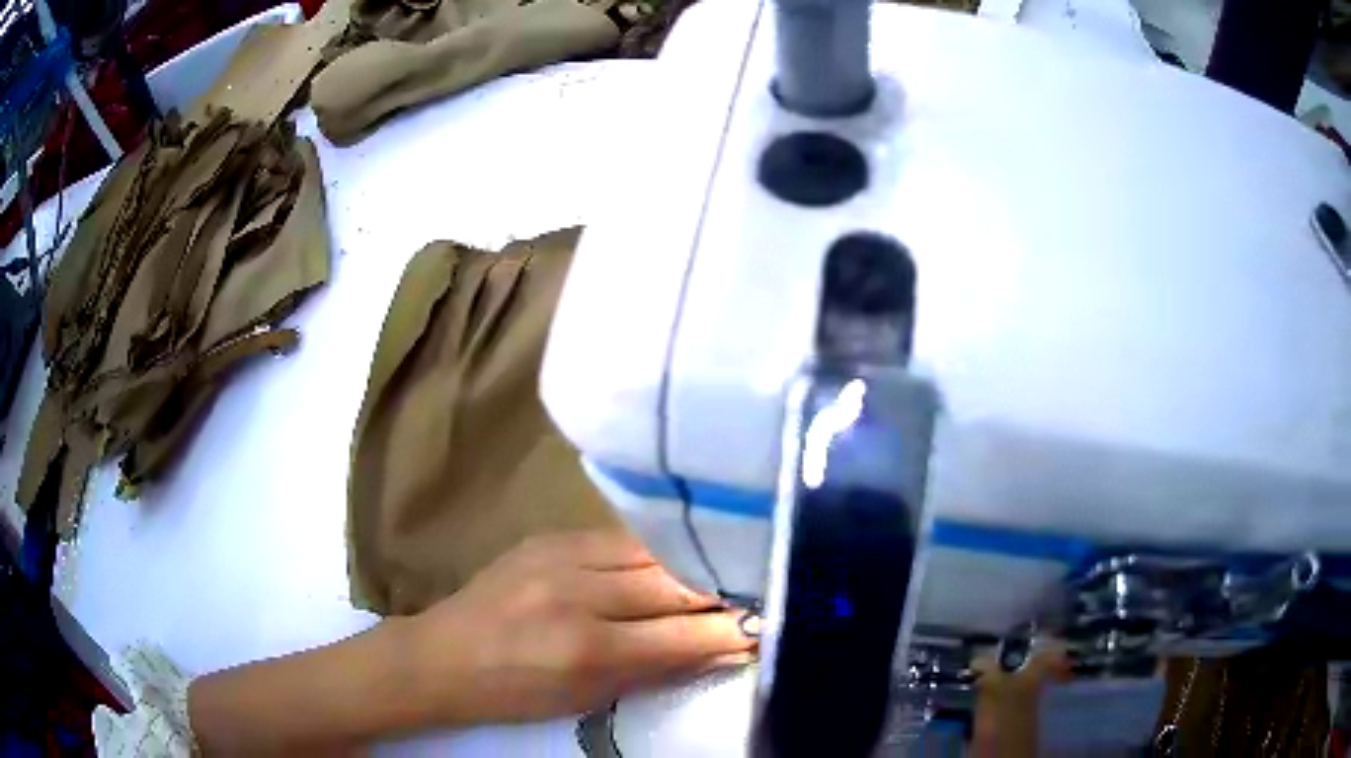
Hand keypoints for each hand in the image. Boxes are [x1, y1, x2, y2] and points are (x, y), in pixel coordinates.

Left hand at [406, 530, 756, 723]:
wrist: (443, 655)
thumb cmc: (516, 693)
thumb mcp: (590, 697)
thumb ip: (658, 670)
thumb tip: (722, 648)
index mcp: (588, 648)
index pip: (685, 634)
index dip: (735, 631)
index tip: (770, 627)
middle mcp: (580, 592)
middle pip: (677, 583)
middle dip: (726, 591)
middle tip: (758, 594)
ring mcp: (561, 554)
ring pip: (655, 552)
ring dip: (695, 564)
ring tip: (726, 571)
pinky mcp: (550, 536)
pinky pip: (622, 538)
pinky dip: (656, 551)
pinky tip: (674, 557)